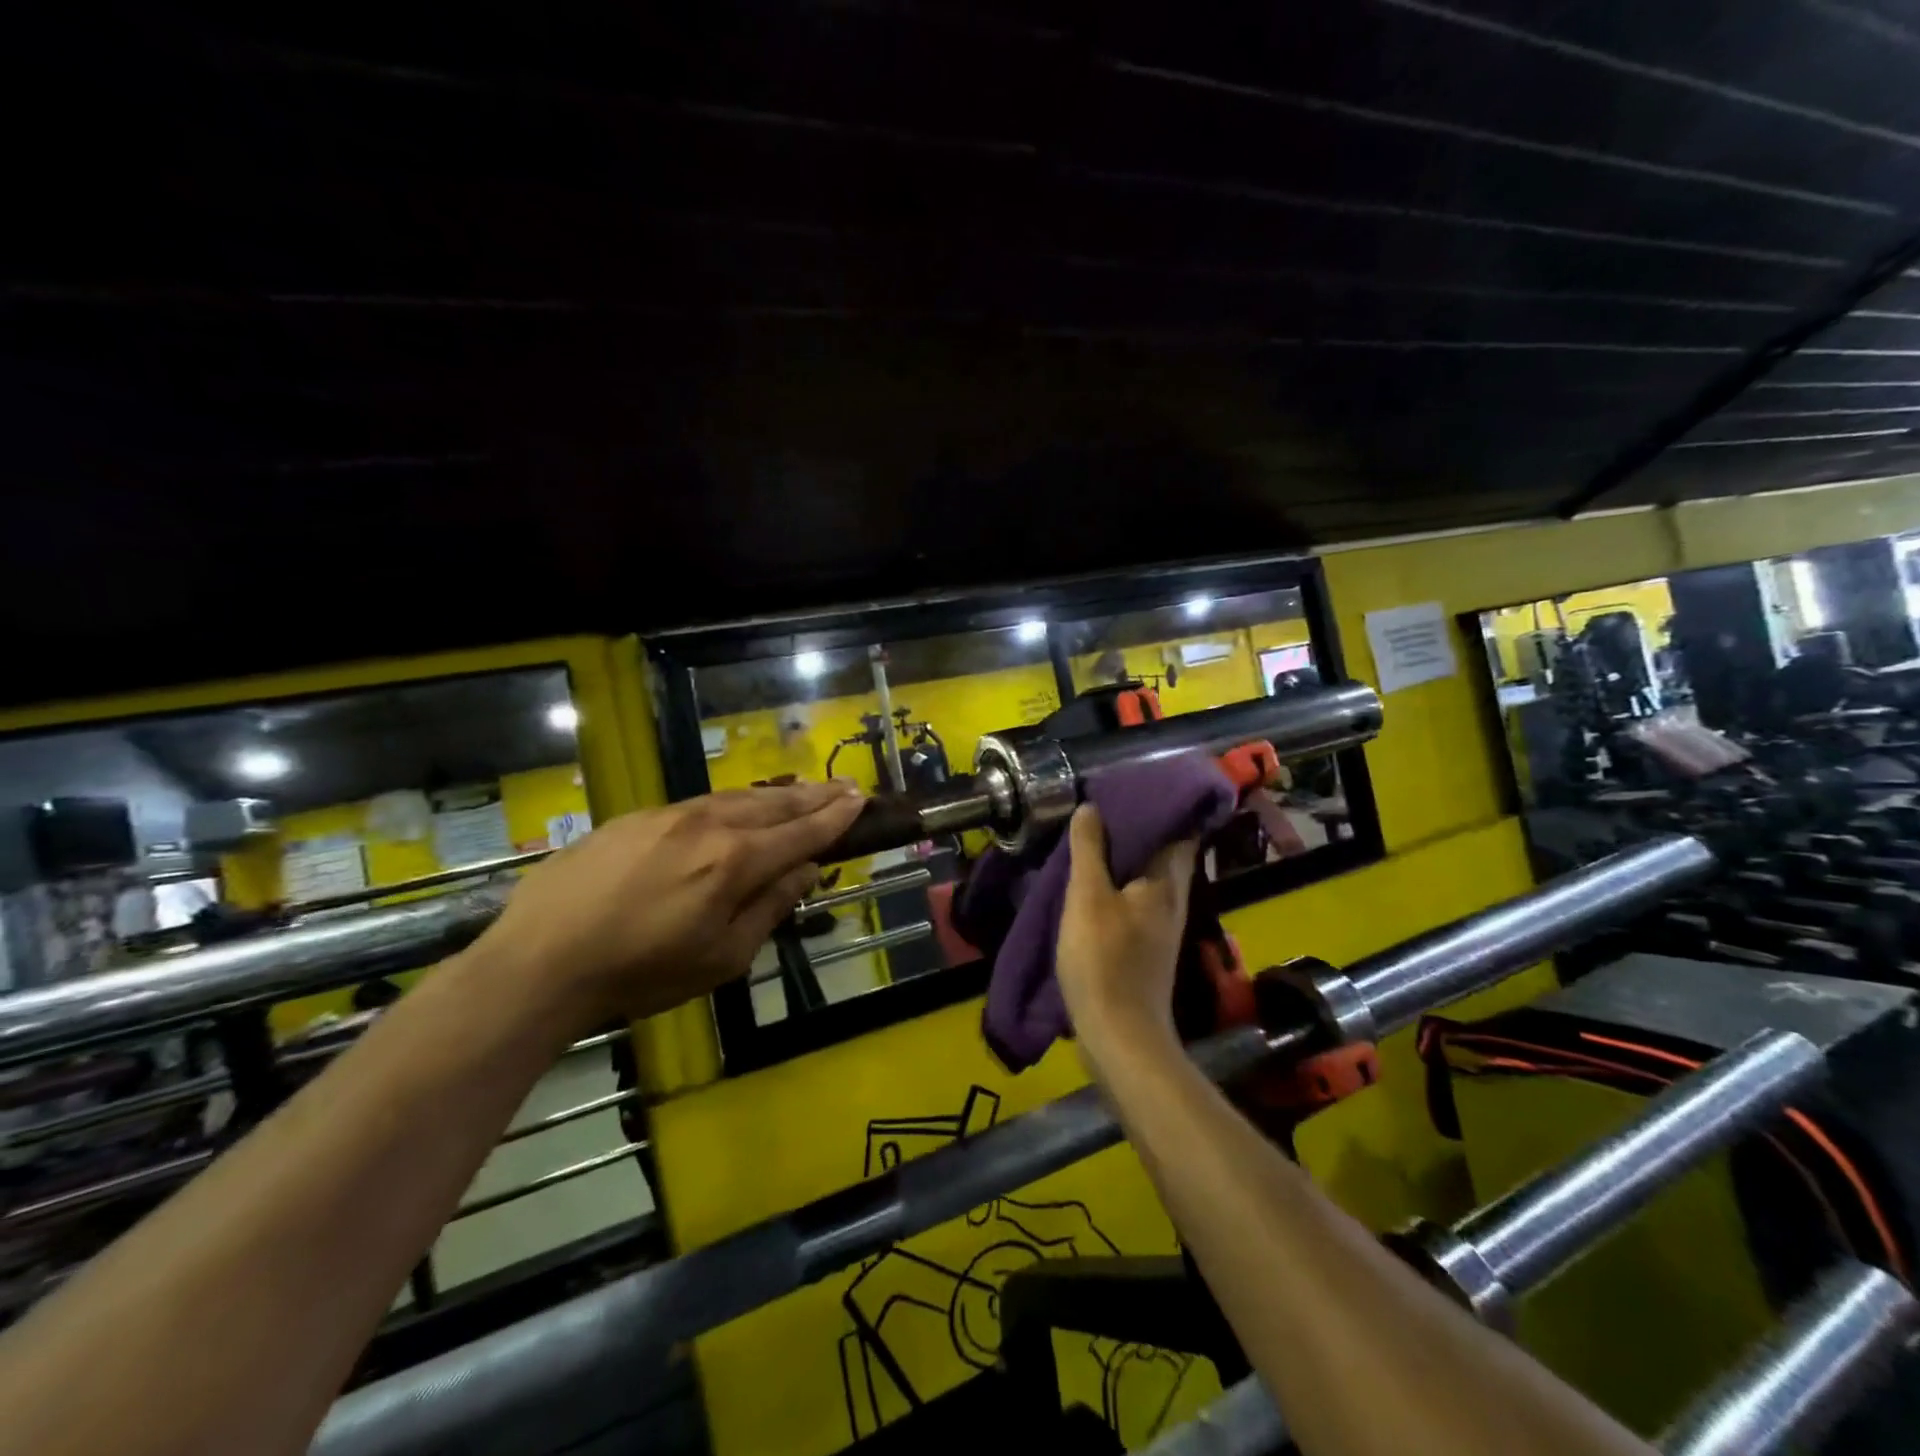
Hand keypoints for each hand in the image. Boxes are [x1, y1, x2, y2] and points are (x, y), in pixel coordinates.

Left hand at [469, 781, 864, 1034]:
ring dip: (777, 794)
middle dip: (815, 794)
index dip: (834, 817)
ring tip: (803, 789)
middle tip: (844, 785)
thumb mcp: (721, 959)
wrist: (542, 961)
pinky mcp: (636, 818)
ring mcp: (669, 816)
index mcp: (735, 862)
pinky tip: (738, 806)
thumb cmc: (641, 973)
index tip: (859, 800)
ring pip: (737, 797)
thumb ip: (769, 907)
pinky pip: (700, 803)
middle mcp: (709, 825)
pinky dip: (733, 801)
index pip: (800, 832)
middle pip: (774, 804)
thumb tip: (806, 870)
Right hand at [1055, 804, 1197, 1079]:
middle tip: (1105, 807)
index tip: (1137, 786)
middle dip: (1140, 830)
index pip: (1180, 831)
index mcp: (1166, 883)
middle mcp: (1172, 901)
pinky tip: (1093, 884)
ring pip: (1147, 878)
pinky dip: (1118, 884)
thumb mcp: (1088, 897)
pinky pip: (1135, 900)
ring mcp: (1161, 927)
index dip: (1165, 806)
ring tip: (1094, 838)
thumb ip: (1090, 850)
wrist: (1118, 1035)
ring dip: (1126, 858)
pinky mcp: (1146, 948)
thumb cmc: (1104, 960)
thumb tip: (1091, 808)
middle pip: (1163, 854)